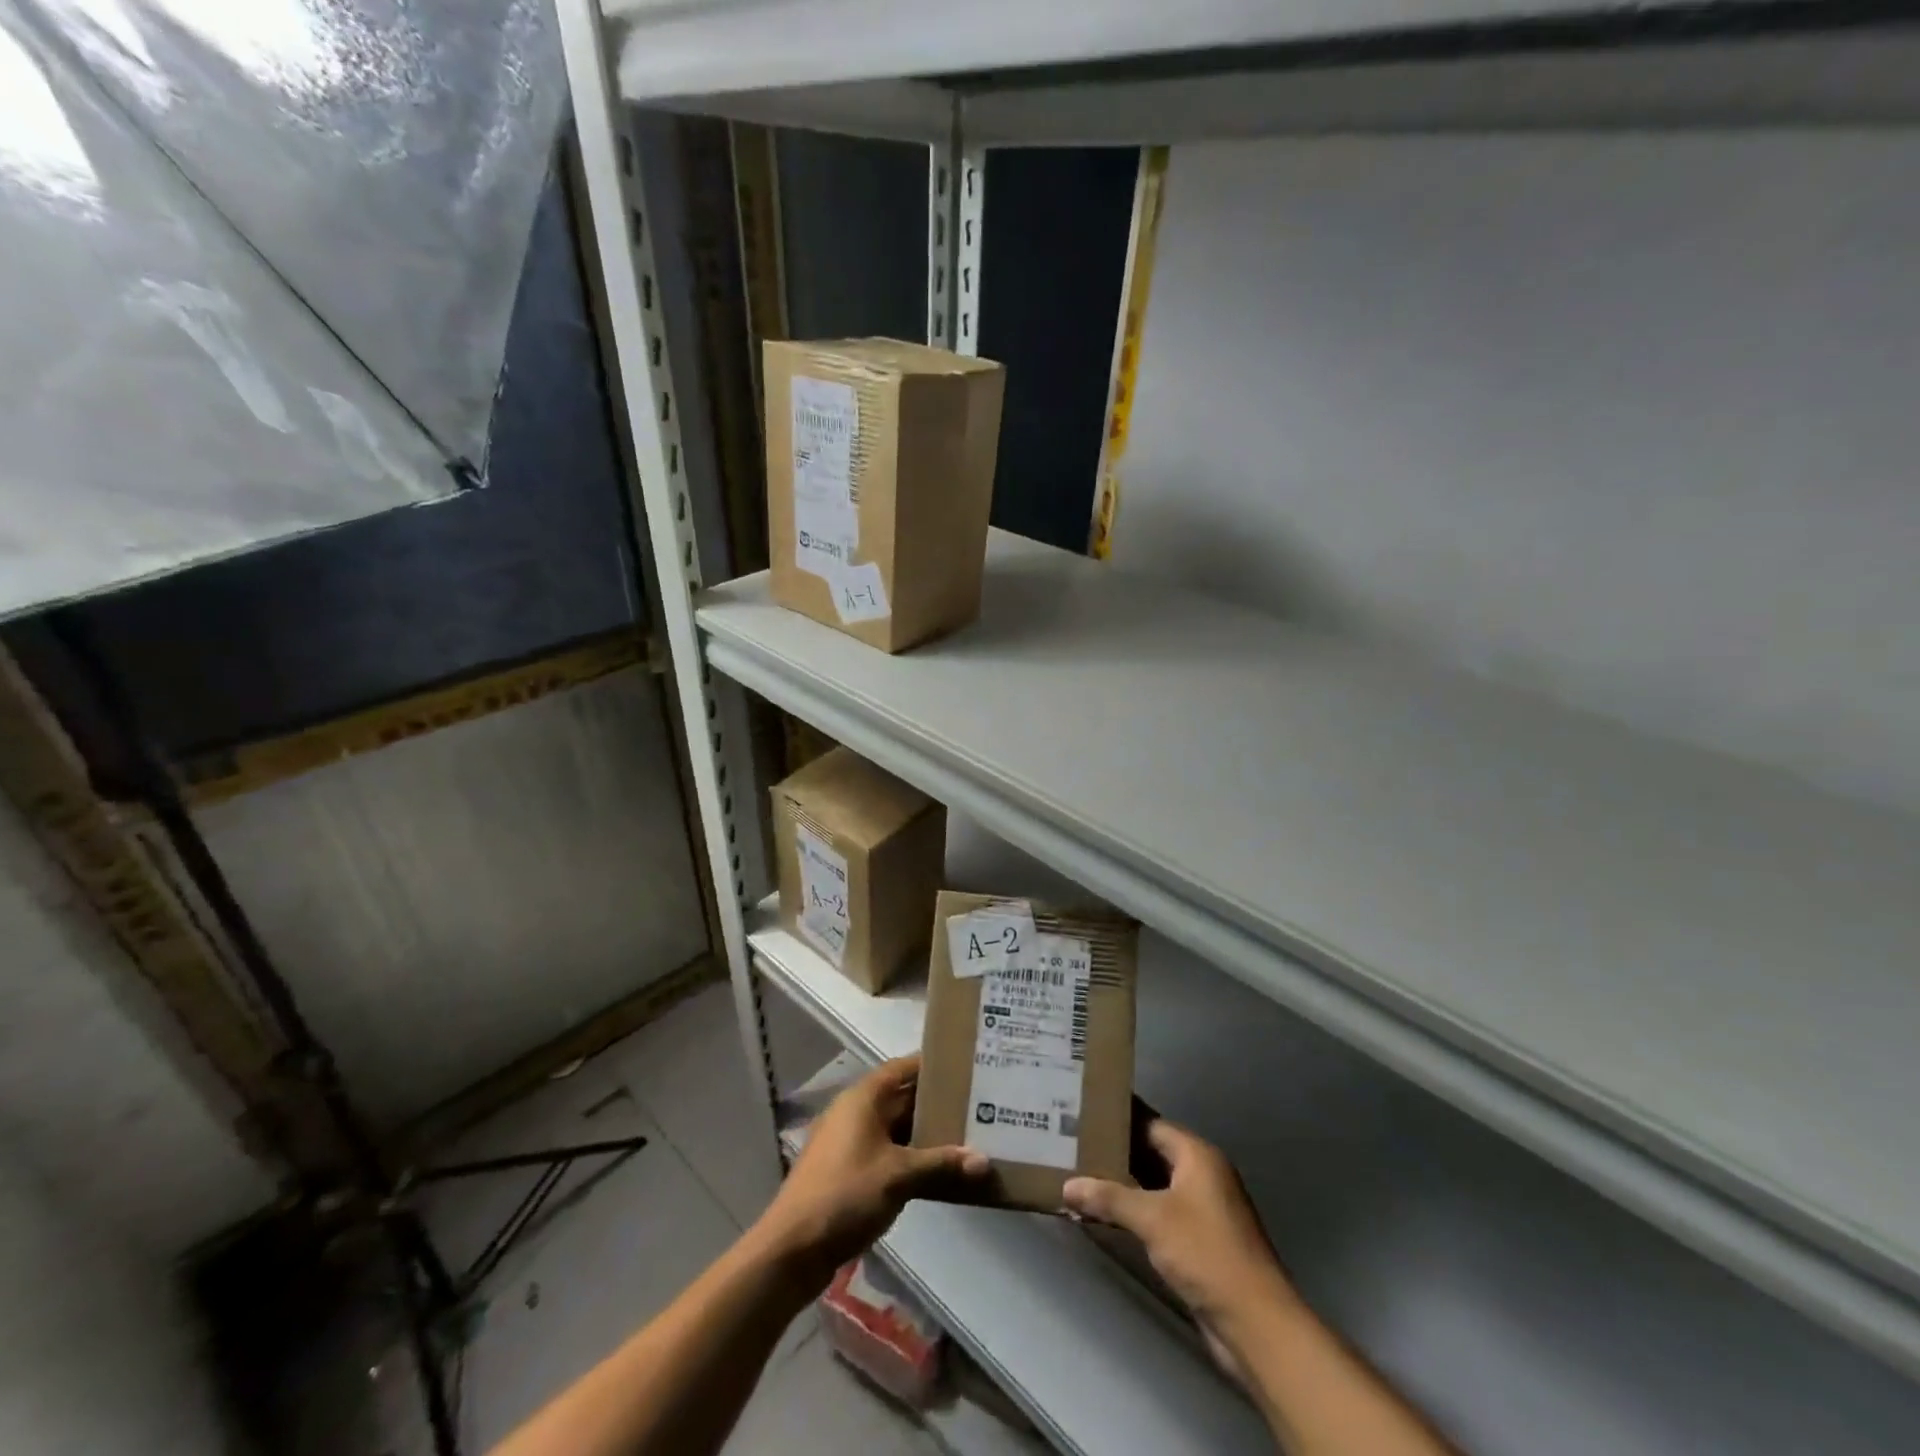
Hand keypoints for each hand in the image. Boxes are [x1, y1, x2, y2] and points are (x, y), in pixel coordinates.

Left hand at [754, 1056, 987, 1289]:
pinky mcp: (849, 1170)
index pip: (903, 1067)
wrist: (792, 1249)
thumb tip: (984, 1160)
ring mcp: (850, 1142)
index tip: (966, 1065)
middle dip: (936, 1102)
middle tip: (978, 1103)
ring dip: (925, 1133)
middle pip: (901, 1097)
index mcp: (863, 1097)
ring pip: (896, 1127)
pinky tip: (939, 1170)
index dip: (933, 1065)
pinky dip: (911, 1156)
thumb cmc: (845, 1195)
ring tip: (967, 1135)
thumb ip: (941, 1163)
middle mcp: (856, 1111)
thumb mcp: (898, 1176)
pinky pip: (888, 1151)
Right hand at [1063, 1121, 1295, 1359]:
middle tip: (1075, 1145)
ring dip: (1124, 1185)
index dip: (1119, 1119)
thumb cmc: (1206, 1253)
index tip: (1085, 1114)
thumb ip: (1109, 1198)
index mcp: (1198, 1156)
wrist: (1256, 1324)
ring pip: (1155, 1185)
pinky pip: (1161, 1213)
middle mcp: (1203, 1175)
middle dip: (1117, 1153)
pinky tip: (1106, 1215)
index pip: (1151, 1124)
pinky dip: (1136, 1211)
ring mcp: (1203, 1209)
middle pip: (1153, 1153)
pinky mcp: (1200, 1241)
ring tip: (1081, 1175)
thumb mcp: (1153, 1219)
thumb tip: (1067, 1186)